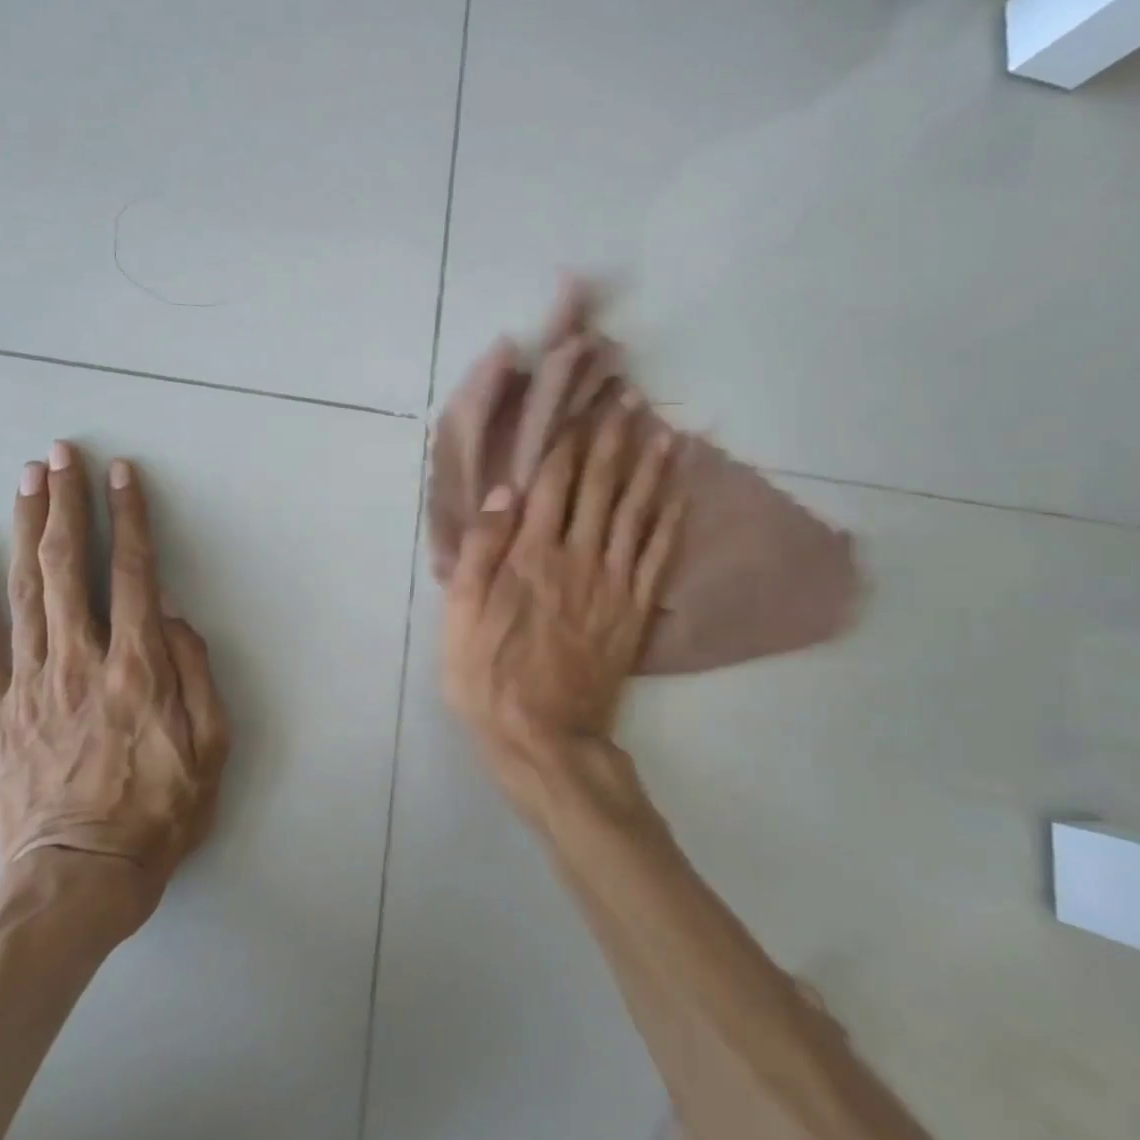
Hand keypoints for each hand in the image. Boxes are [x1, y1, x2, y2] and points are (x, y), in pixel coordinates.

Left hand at [0, 442, 229, 907]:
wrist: (77, 880)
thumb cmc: (158, 814)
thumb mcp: (212, 750)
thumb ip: (199, 675)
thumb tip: (175, 617)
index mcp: (139, 668)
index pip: (135, 573)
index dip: (130, 518)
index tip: (123, 474)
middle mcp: (81, 660)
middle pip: (71, 565)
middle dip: (67, 503)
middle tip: (61, 454)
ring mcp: (31, 682)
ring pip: (26, 588)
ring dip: (28, 527)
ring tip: (28, 478)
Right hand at [441, 399, 682, 805]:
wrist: (543, 738)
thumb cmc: (487, 676)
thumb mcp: (460, 615)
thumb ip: (481, 551)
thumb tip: (504, 491)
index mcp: (530, 555)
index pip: (553, 484)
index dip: (570, 441)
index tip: (585, 406)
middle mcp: (577, 557)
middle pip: (599, 488)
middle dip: (614, 440)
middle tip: (631, 400)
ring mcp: (612, 584)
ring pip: (636, 514)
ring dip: (650, 471)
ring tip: (666, 434)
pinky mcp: (634, 611)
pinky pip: (658, 557)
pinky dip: (670, 523)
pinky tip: (679, 497)